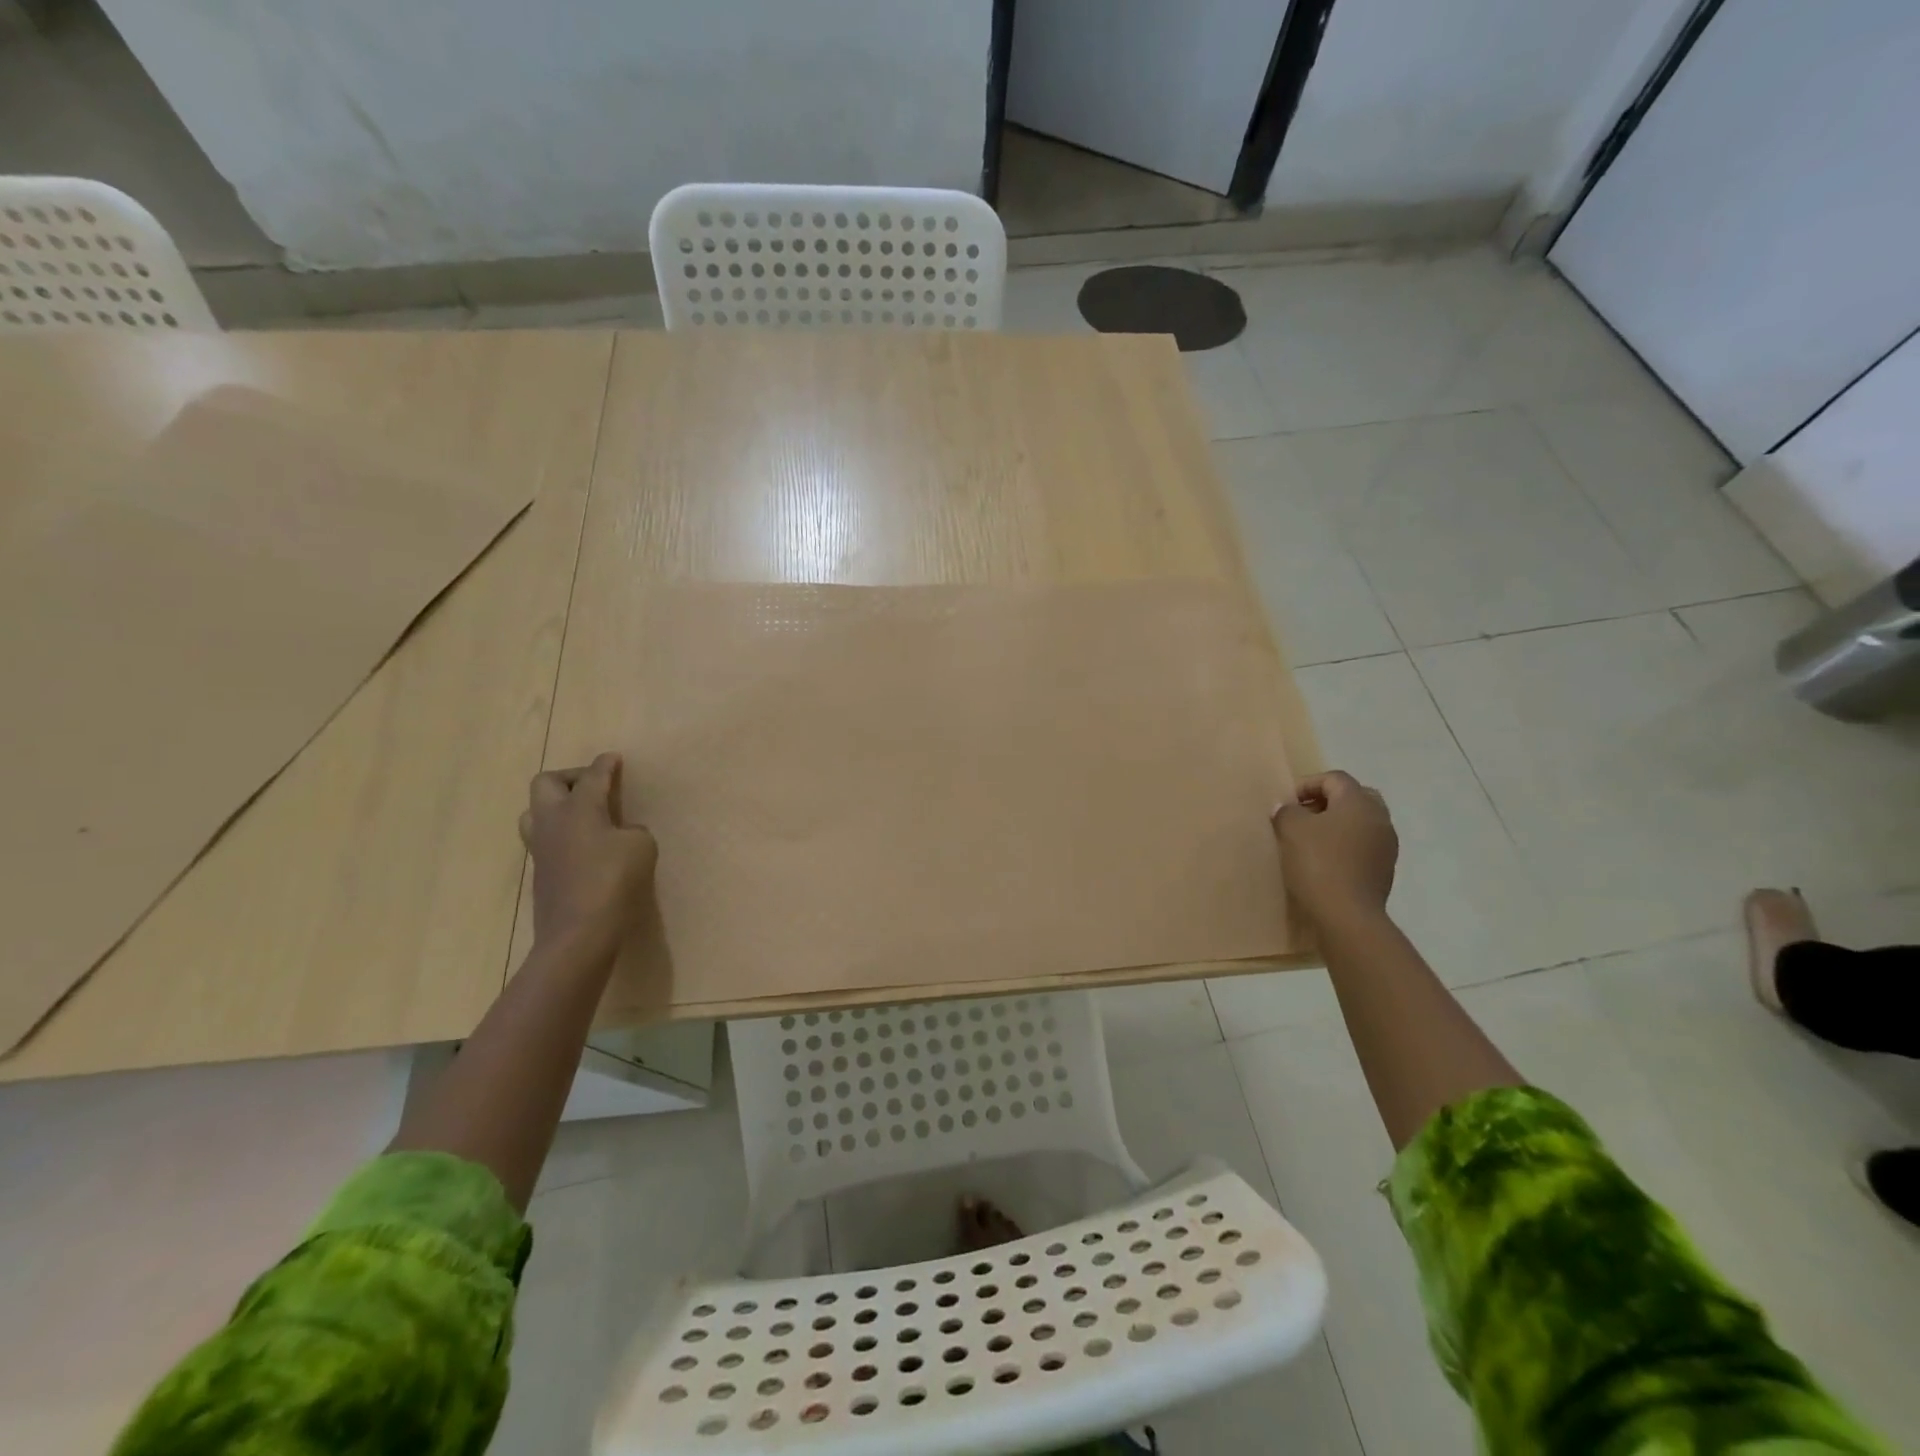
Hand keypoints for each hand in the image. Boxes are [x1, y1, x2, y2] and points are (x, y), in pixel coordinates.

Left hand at [518, 753, 657, 960]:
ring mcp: (540, 848)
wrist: (578, 934)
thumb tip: (619, 834)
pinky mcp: (540, 873)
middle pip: (546, 783)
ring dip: (557, 805)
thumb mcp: (641, 847)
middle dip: (570, 777)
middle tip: (594, 786)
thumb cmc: (613, 881)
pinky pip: (544, 839)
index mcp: (578, 808)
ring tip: (583, 815)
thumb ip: (632, 830)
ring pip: (535, 812)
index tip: (613, 758)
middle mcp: (552, 821)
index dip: (605, 765)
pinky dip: (562, 833)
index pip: (592, 776)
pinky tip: (584, 846)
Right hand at [1272, 770, 1397, 926]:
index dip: (1307, 784)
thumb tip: (1288, 809)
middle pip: (1354, 796)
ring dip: (1337, 824)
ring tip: (1311, 839)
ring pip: (1361, 822)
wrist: (1347, 915)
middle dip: (1327, 801)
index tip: (1287, 803)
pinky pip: (1364, 845)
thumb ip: (1287, 812)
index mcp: (1359, 802)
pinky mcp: (1385, 870)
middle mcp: (1380, 818)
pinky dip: (1345, 845)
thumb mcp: (1291, 829)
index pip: (1334, 778)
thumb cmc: (1318, 863)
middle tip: (1303, 815)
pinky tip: (1325, 860)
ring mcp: (1387, 845)